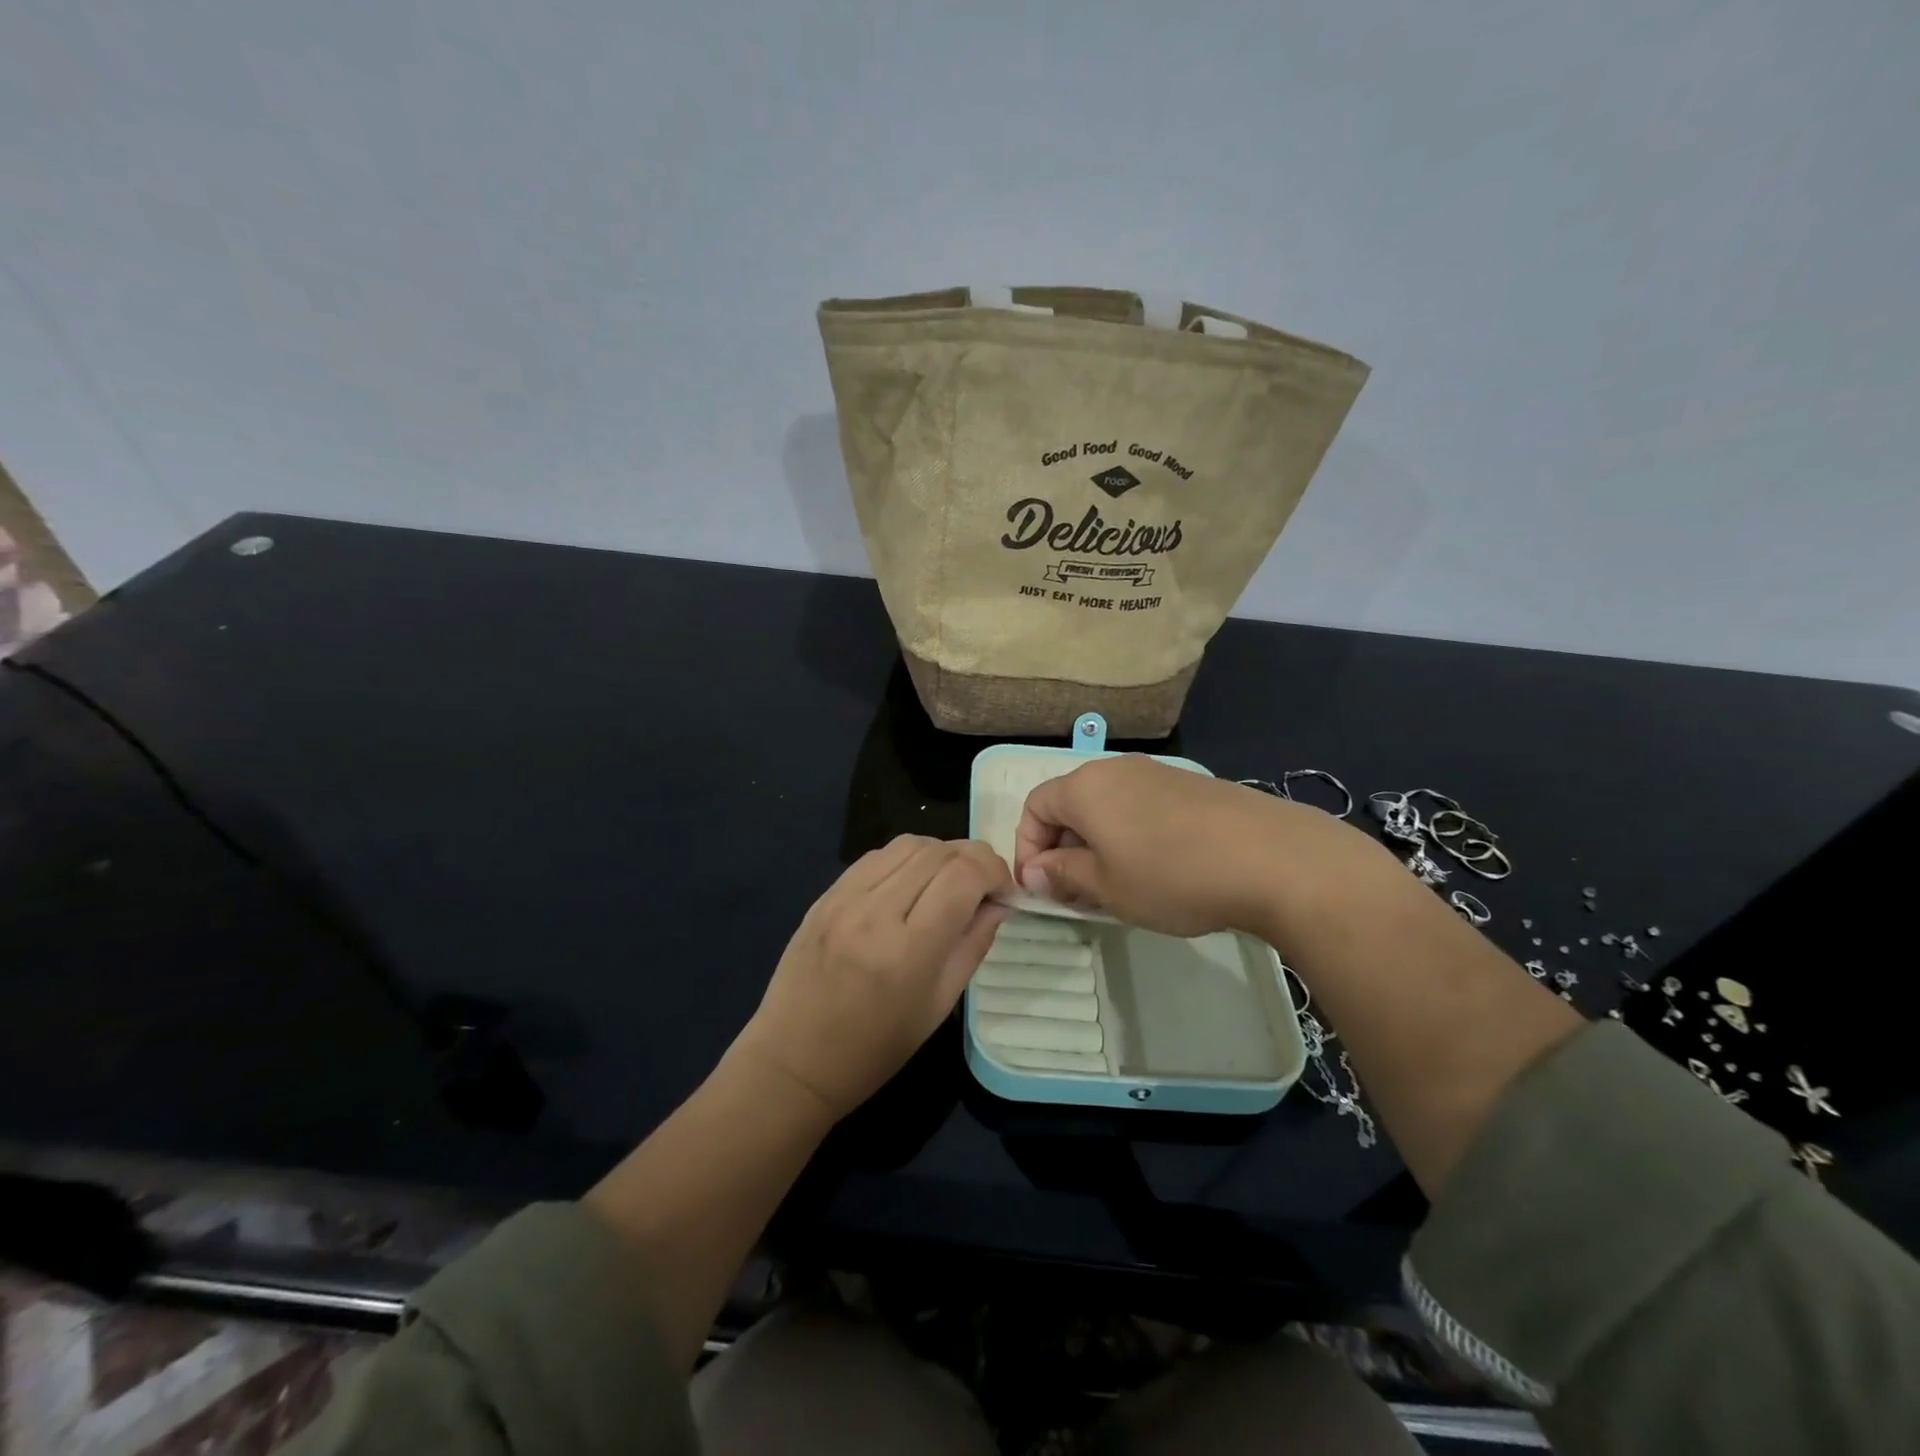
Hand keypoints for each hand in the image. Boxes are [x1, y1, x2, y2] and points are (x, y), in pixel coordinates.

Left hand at [732, 835, 1011, 1120]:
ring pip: (908, 844)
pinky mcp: (826, 894)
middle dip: (974, 858)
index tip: (1004, 892)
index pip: (964, 876)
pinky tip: (912, 882)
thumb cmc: (874, 1049)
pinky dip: (906, 858)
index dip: (994, 872)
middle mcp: (875, 912)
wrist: (793, 1060)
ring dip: (941, 853)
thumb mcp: (938, 1007)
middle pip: (939, 852)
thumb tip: (998, 903)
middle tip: (984, 885)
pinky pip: (876, 856)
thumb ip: (973, 945)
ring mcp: (844, 898)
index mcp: (908, 950)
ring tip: (949, 881)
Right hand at [1013, 755, 1391, 939]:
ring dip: (1099, 845)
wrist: (1273, 859)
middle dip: (1064, 849)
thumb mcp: (1106, 887)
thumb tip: (1034, 872)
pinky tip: (1160, 871)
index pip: (1034, 807)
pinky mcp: (1191, 787)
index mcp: (1085, 787)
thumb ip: (1061, 876)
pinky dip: (1133, 836)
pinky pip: (1142, 808)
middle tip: (1078, 895)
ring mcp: (1158, 774)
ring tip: (1119, 887)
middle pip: (1071, 804)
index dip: (1027, 848)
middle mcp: (1116, 769)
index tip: (1041, 888)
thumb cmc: (1173, 876)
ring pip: (1108, 808)